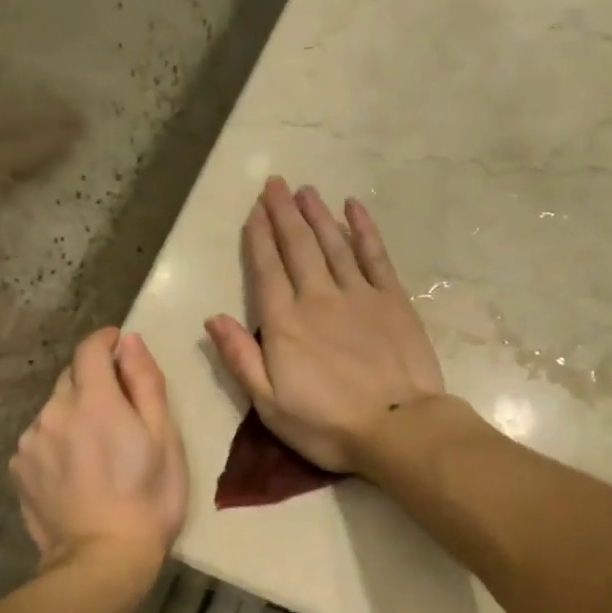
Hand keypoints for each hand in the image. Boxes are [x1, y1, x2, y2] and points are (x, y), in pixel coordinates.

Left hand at [11, 329, 187, 570]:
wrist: (102, 559)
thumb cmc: (149, 499)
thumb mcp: (164, 439)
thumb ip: (146, 384)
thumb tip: (129, 342)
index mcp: (94, 401)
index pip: (90, 350)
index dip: (105, 341)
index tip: (118, 346)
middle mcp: (54, 412)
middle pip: (71, 378)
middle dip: (94, 383)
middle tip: (119, 412)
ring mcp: (30, 442)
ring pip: (53, 411)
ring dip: (73, 415)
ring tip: (96, 451)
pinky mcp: (18, 469)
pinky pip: (39, 440)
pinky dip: (56, 443)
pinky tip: (74, 472)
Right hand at [205, 177, 444, 472]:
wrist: (397, 428)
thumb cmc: (327, 426)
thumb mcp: (269, 406)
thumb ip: (240, 359)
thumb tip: (214, 318)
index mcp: (284, 324)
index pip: (266, 270)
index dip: (259, 238)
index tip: (254, 211)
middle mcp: (318, 298)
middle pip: (297, 247)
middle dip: (284, 213)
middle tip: (275, 184)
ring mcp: (358, 295)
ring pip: (333, 243)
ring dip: (317, 214)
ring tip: (306, 190)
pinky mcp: (392, 300)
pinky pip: (374, 255)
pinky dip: (363, 229)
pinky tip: (353, 208)